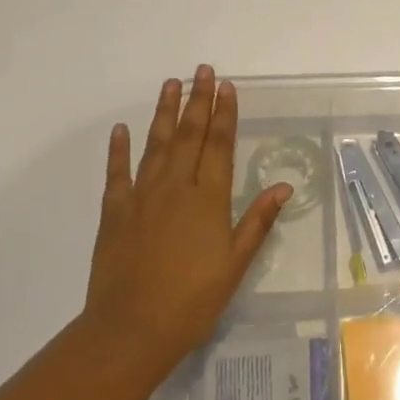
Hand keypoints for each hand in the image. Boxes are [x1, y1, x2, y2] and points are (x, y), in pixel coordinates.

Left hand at [82, 65, 292, 368]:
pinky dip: (119, 149)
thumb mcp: (236, 264)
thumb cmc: (193, 300)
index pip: (219, 146)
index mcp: (208, 200)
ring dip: (164, 113)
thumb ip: (257, 221)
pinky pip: (117, 173)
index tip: (226, 86)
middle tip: (202, 70)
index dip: (224, 114)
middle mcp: (175, 188)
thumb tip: (284, 186)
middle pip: (189, 136)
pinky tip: (121, 129)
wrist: (132, 328)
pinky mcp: (114, 212)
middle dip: (198, 101)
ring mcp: (141, 196)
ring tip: (171, 84)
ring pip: (156, 144)